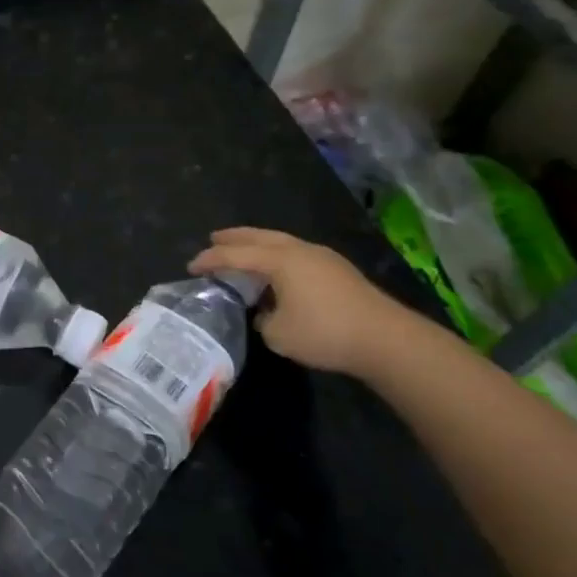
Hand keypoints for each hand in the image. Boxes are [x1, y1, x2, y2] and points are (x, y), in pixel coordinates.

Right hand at [189, 227, 409, 376]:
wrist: (386, 339)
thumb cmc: (324, 333)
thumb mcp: (277, 334)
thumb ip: (262, 319)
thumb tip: (265, 313)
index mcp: (279, 260)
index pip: (235, 255)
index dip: (210, 259)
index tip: (191, 266)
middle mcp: (299, 250)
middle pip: (259, 237)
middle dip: (234, 237)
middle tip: (214, 238)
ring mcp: (322, 257)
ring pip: (281, 242)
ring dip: (258, 244)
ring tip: (244, 251)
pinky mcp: (338, 270)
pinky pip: (296, 253)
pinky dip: (278, 256)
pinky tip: (278, 271)